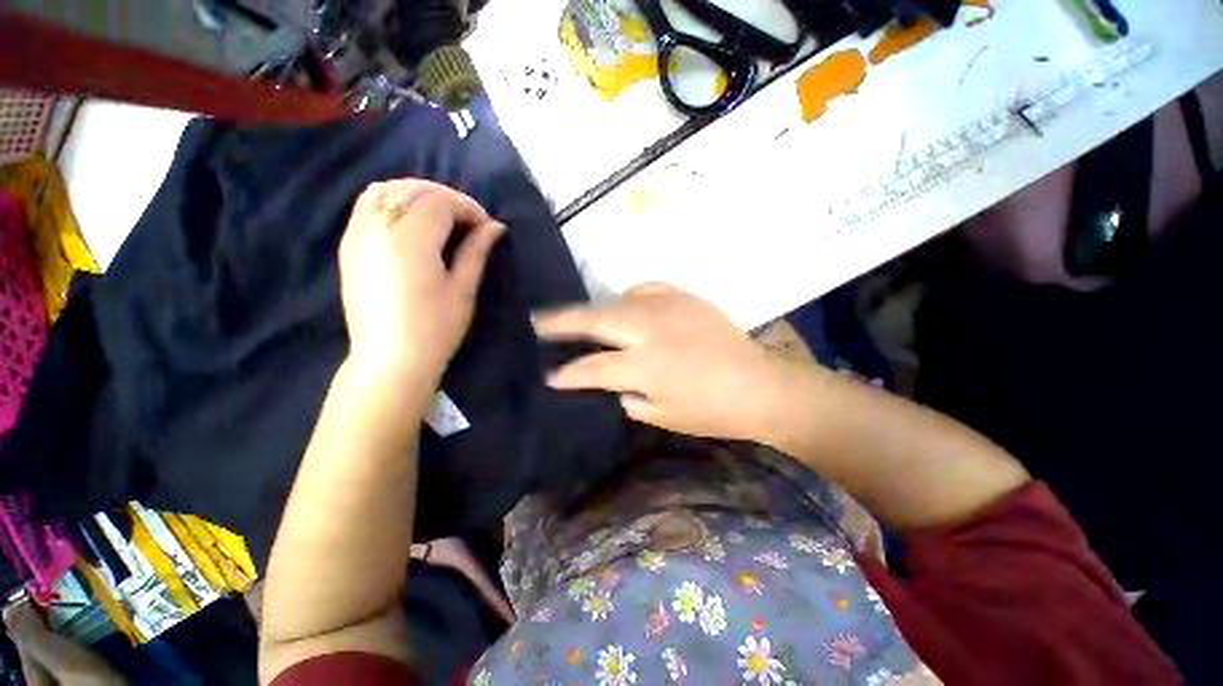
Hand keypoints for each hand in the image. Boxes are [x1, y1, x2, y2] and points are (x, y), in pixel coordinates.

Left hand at [339, 179, 503, 386]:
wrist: (390, 359)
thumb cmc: (435, 329)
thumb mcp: (463, 289)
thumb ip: (477, 251)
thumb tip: (495, 226)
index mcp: (410, 242)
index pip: (440, 202)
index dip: (468, 207)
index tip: (486, 226)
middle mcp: (377, 229)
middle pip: (413, 190)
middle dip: (447, 197)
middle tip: (469, 221)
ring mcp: (357, 235)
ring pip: (386, 190)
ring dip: (418, 194)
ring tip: (441, 215)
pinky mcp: (348, 245)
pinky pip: (367, 204)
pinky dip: (392, 199)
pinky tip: (410, 219)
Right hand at [535, 283, 793, 439]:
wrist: (759, 385)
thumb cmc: (712, 411)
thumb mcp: (664, 416)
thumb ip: (630, 397)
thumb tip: (613, 382)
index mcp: (646, 367)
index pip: (593, 367)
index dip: (568, 372)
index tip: (550, 375)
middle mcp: (651, 331)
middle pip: (596, 320)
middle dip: (562, 321)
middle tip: (538, 319)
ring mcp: (669, 309)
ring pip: (618, 300)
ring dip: (594, 308)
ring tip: (579, 315)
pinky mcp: (685, 298)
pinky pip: (647, 289)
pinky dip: (630, 297)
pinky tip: (626, 304)